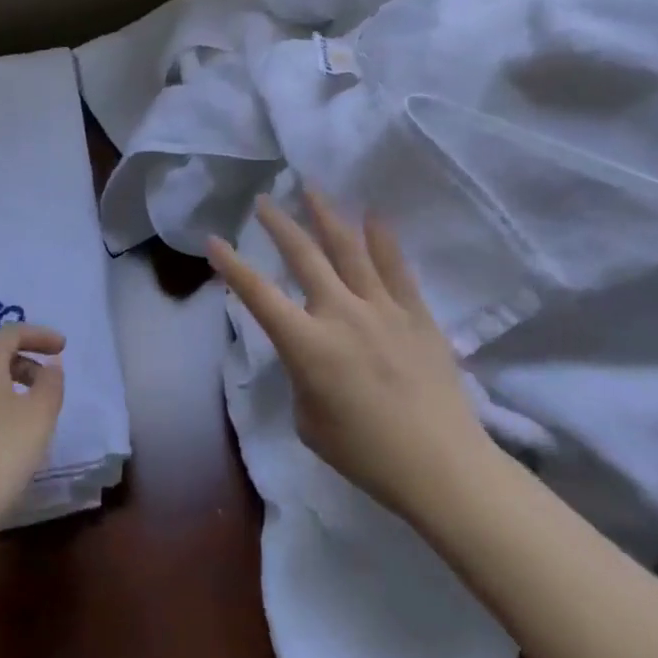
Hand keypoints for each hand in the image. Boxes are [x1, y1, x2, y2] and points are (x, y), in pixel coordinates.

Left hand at [0, 323, 66, 538]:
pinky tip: (6, 436)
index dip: (40, 335)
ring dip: (10, 386)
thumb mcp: (39, 415)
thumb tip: (49, 368)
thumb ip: (50, 384)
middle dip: (26, 361)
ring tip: (31, 411)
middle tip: (49, 382)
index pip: (11, 332)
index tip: (62, 347)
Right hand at [207, 191, 492, 515]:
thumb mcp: (309, 420)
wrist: (443, 468)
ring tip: (311, 189)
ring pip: (349, 250)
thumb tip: (312, 354)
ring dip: (327, 217)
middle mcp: (341, 314)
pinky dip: (382, 239)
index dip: (232, 266)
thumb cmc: (366, 454)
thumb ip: (302, 376)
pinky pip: (396, 268)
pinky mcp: (416, 314)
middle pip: (304, 257)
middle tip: (265, 200)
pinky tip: (374, 216)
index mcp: (307, 344)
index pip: (259, 294)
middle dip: (280, 225)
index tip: (214, 241)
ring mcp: (382, 309)